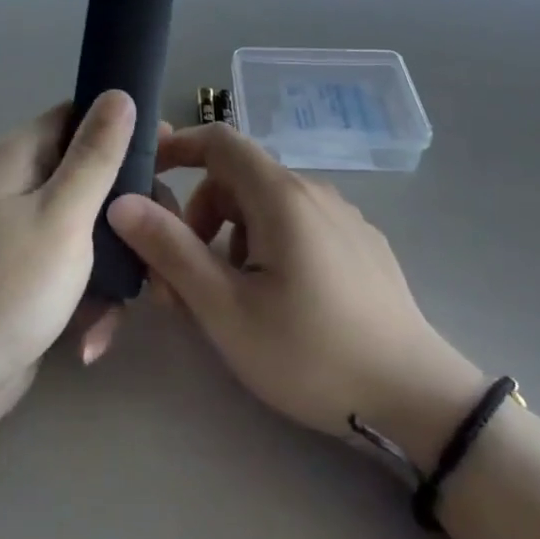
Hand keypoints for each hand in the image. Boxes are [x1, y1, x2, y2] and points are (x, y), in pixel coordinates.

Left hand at [0, 92, 136, 452]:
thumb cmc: (7, 288)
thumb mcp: (62, 215)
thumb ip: (96, 155)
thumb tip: (119, 93)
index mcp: (17, 157)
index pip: (77, 116)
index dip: (123, 129)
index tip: (171, 157)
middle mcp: (17, 186)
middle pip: (90, 174)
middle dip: (128, 211)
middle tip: (163, 243)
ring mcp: (20, 233)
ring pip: (89, 227)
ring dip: (115, 263)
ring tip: (141, 300)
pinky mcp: (27, 275)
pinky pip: (73, 267)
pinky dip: (89, 295)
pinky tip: (94, 334)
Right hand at [107, 125, 481, 453]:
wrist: (416, 398)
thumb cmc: (310, 352)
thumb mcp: (226, 309)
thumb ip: (170, 250)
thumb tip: (123, 202)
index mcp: (281, 195)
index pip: (220, 140)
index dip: (178, 147)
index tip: (147, 175)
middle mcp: (313, 192)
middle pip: (238, 179)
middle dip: (198, 216)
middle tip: (182, 278)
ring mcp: (343, 218)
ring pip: (267, 206)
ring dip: (230, 237)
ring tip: (228, 298)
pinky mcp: (360, 245)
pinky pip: (298, 225)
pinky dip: (266, 245)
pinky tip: (275, 300)